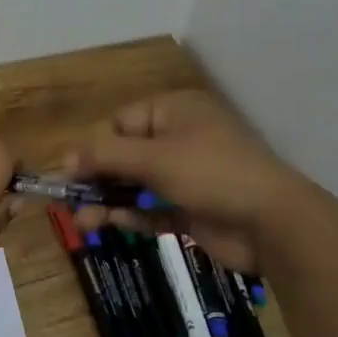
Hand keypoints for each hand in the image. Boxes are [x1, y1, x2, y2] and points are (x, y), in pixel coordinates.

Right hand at [66, 90, 304, 273]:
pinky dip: (132, 215)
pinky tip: (110, 225)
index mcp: (174, 111)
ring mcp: (187, 175)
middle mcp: (180, 138)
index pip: (121, 122)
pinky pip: (152, 207)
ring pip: (136, 184)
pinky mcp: (192, 207)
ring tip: (83, 222)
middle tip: (70, 200)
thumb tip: (64, 157)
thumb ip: (105, 156)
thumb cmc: (211, 174)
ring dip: (108, 201)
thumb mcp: (153, 158)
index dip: (95, 147)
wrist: (273, 223)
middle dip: (97, 178)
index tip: (73, 173)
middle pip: (124, 155)